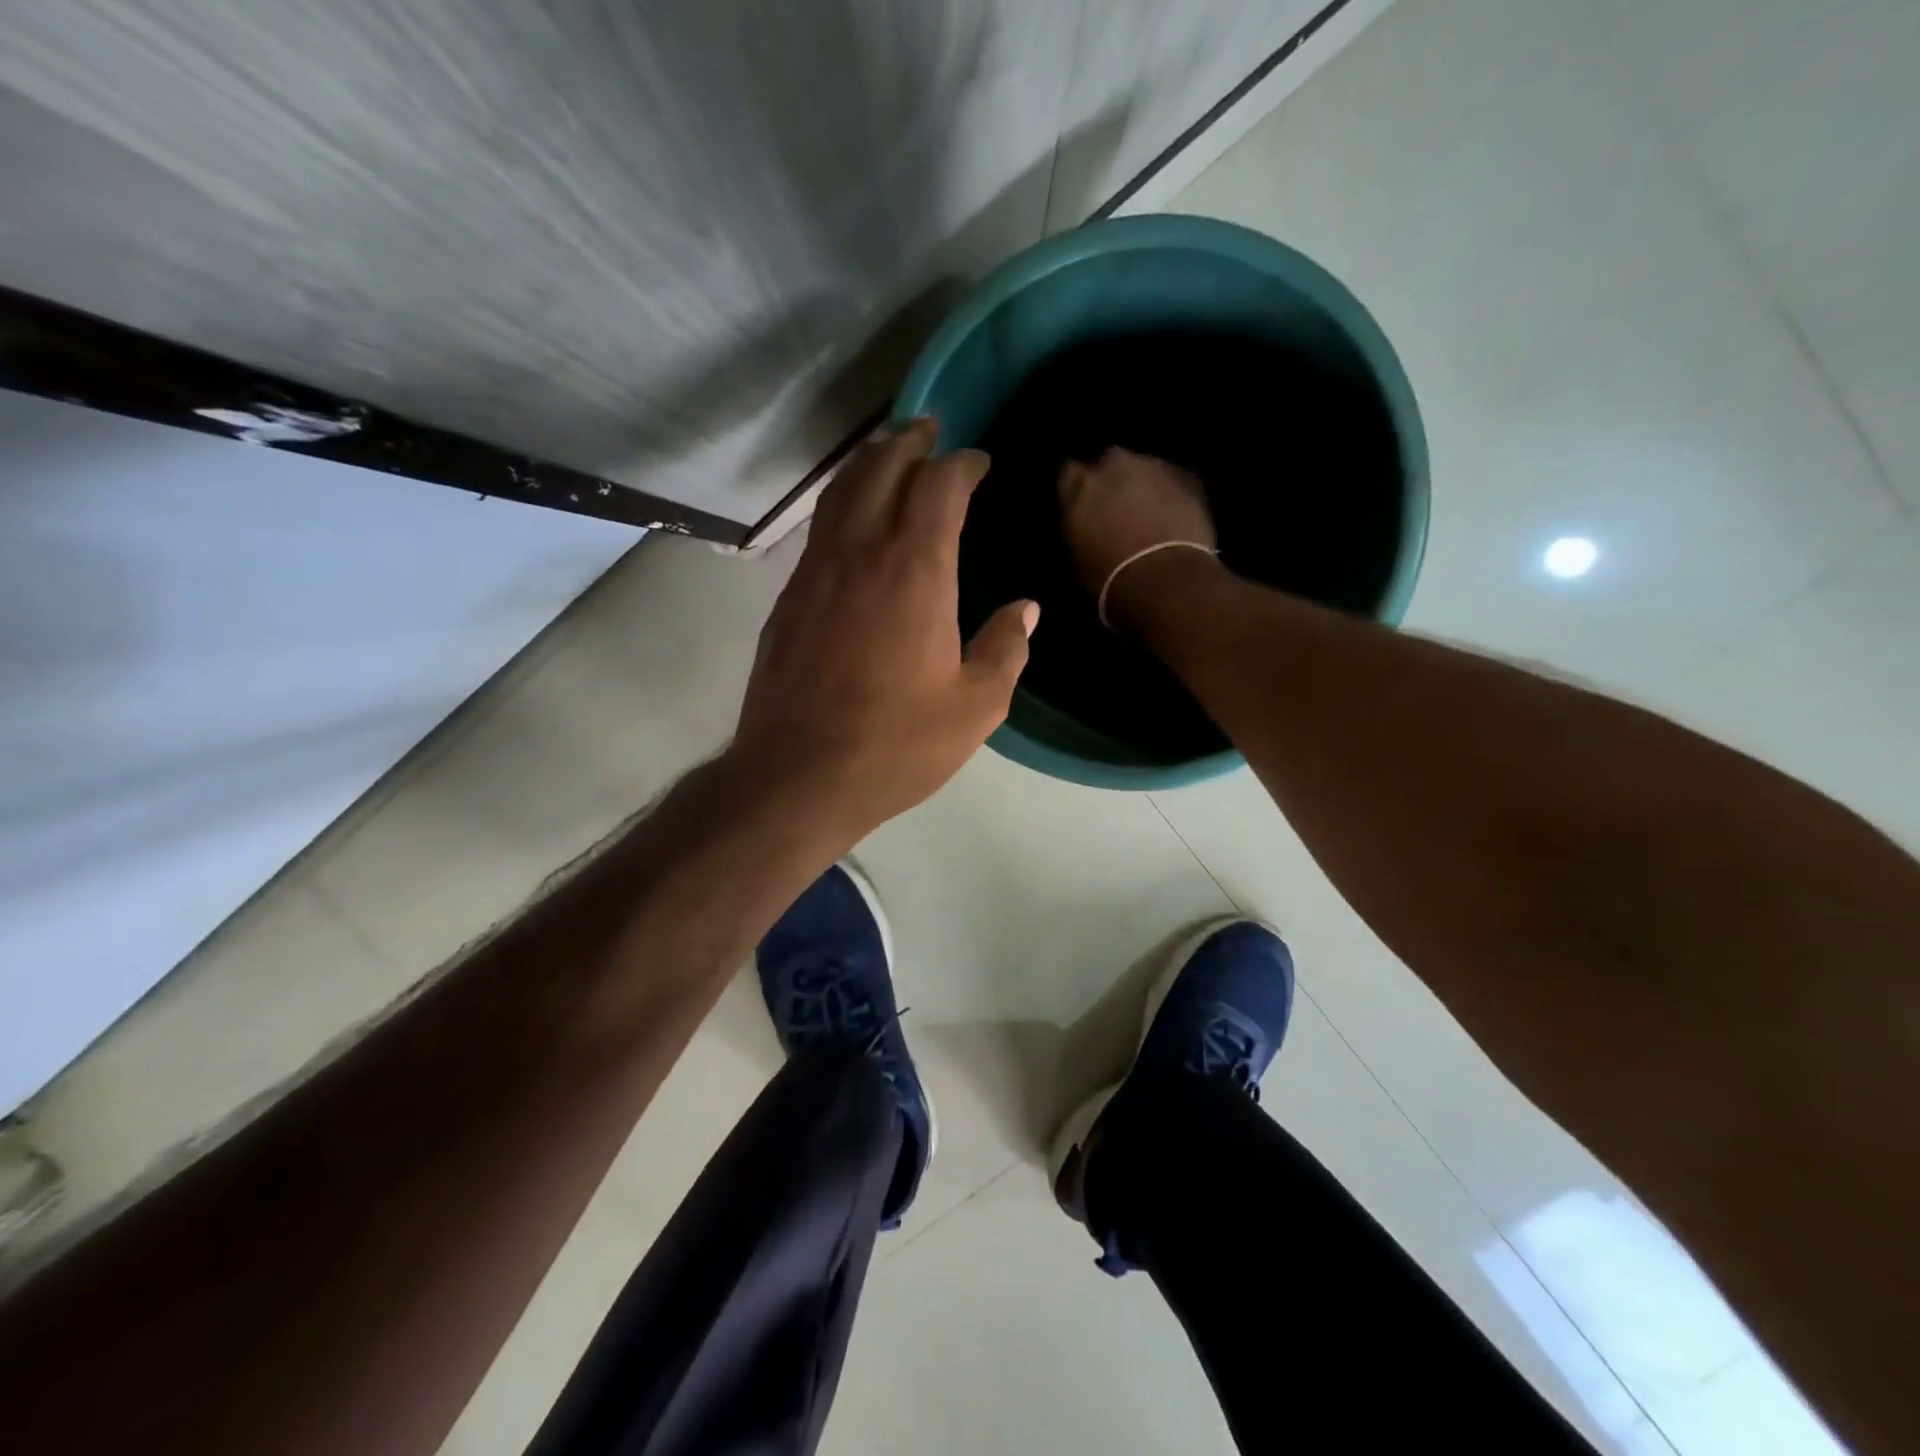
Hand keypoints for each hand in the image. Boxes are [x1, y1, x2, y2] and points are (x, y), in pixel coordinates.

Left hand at [730, 418, 1037, 840]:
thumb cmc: (896, 744)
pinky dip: (841, 504)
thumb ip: (1005, 649)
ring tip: (888, 454)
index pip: (938, 487)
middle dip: (908, 442)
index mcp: (915, 571)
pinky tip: (853, 521)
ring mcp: (816, 573)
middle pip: (880, 469)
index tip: (977, 462)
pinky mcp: (789, 598)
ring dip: (868, 464)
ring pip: (840, 492)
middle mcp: (860, 554)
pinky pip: (819, 530)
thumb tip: (1025, 610)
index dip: (961, 464)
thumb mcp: (975, 706)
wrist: (799, 775)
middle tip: (928, 430)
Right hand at [1057, 448, 1218, 624]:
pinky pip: (1173, 480)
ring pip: (1144, 469)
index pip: (1070, 474)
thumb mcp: (1076, 555)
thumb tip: (1085, 522)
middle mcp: (1114, 464)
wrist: (1163, 579)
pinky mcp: (1187, 475)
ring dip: (1144, 486)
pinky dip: (1171, 494)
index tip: (1083, 506)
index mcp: (1080, 484)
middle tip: (1118, 509)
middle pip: (1110, 463)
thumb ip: (1077, 525)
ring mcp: (1153, 465)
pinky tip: (1174, 518)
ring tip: (1150, 515)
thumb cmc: (1108, 576)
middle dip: (1113, 481)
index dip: (1079, 490)